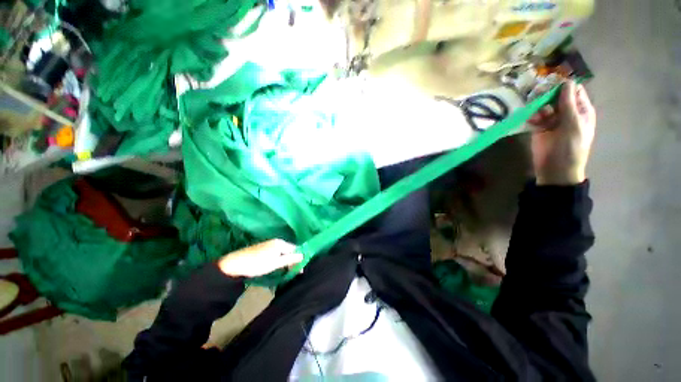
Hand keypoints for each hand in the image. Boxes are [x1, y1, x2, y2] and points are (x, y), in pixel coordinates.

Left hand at [218, 239, 302, 277]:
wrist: (235, 264)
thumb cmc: (257, 264)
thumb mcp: (275, 263)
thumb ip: (290, 259)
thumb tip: (303, 255)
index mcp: (280, 243)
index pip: (295, 249)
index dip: (299, 258)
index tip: (301, 270)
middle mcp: (277, 241)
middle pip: (289, 250)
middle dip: (293, 260)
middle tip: (294, 272)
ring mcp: (270, 244)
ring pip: (283, 251)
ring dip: (286, 260)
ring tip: (287, 270)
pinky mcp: (264, 248)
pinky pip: (277, 252)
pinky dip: (280, 259)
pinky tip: (278, 265)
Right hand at [528, 81, 595, 185]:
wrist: (555, 169)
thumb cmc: (570, 147)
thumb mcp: (573, 124)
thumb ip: (569, 104)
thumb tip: (566, 82)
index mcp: (581, 110)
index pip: (573, 91)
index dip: (563, 87)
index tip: (551, 87)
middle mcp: (567, 112)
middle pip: (556, 96)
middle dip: (547, 95)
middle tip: (538, 97)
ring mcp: (552, 120)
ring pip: (544, 105)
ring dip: (538, 107)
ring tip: (535, 114)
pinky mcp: (539, 128)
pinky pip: (534, 116)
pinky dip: (531, 116)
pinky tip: (531, 121)